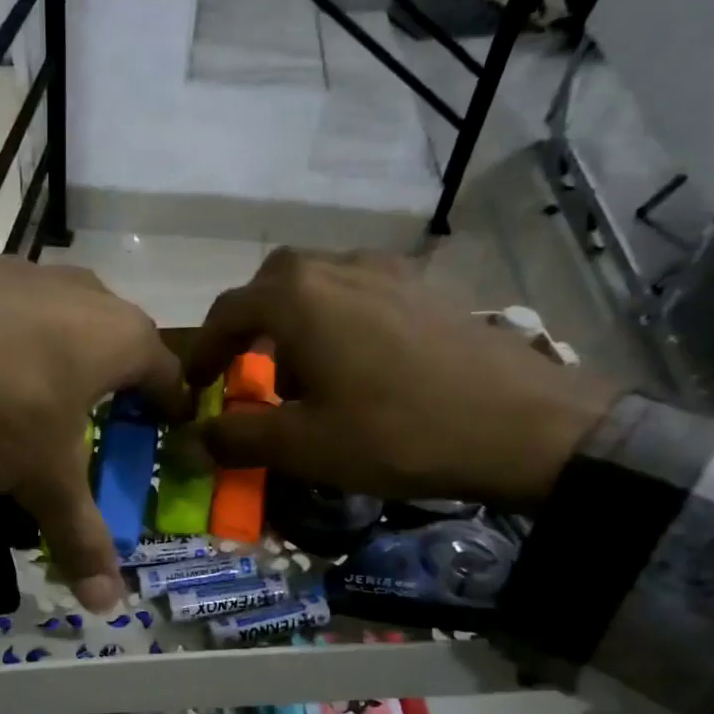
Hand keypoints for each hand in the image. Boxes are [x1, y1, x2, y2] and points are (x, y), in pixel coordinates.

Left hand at [0, 256, 184, 608]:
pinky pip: (13, 310)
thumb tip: (109, 602)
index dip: (171, 409)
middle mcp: (86, 293)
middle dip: (117, 382)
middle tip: (101, 422)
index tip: (166, 433)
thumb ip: (80, 535)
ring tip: (41, 396)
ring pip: (66, 318)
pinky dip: (12, 340)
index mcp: (121, 337)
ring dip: (64, 355)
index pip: (169, 375)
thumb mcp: (42, 478)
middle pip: (119, 341)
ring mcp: (28, 273)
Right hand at [185, 249, 617, 505]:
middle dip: (251, 326)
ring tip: (306, 371)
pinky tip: (360, 362)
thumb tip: (191, 443)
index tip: (196, 387)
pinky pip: (362, 291)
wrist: (522, 424)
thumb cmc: (395, 433)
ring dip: (296, 320)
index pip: (228, 313)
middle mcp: (337, 267)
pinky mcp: (426, 288)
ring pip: (320, 283)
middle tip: (249, 371)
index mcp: (297, 297)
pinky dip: (339, 319)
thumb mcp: (303, 446)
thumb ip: (237, 439)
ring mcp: (388, 271)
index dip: (205, 352)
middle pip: (273, 285)